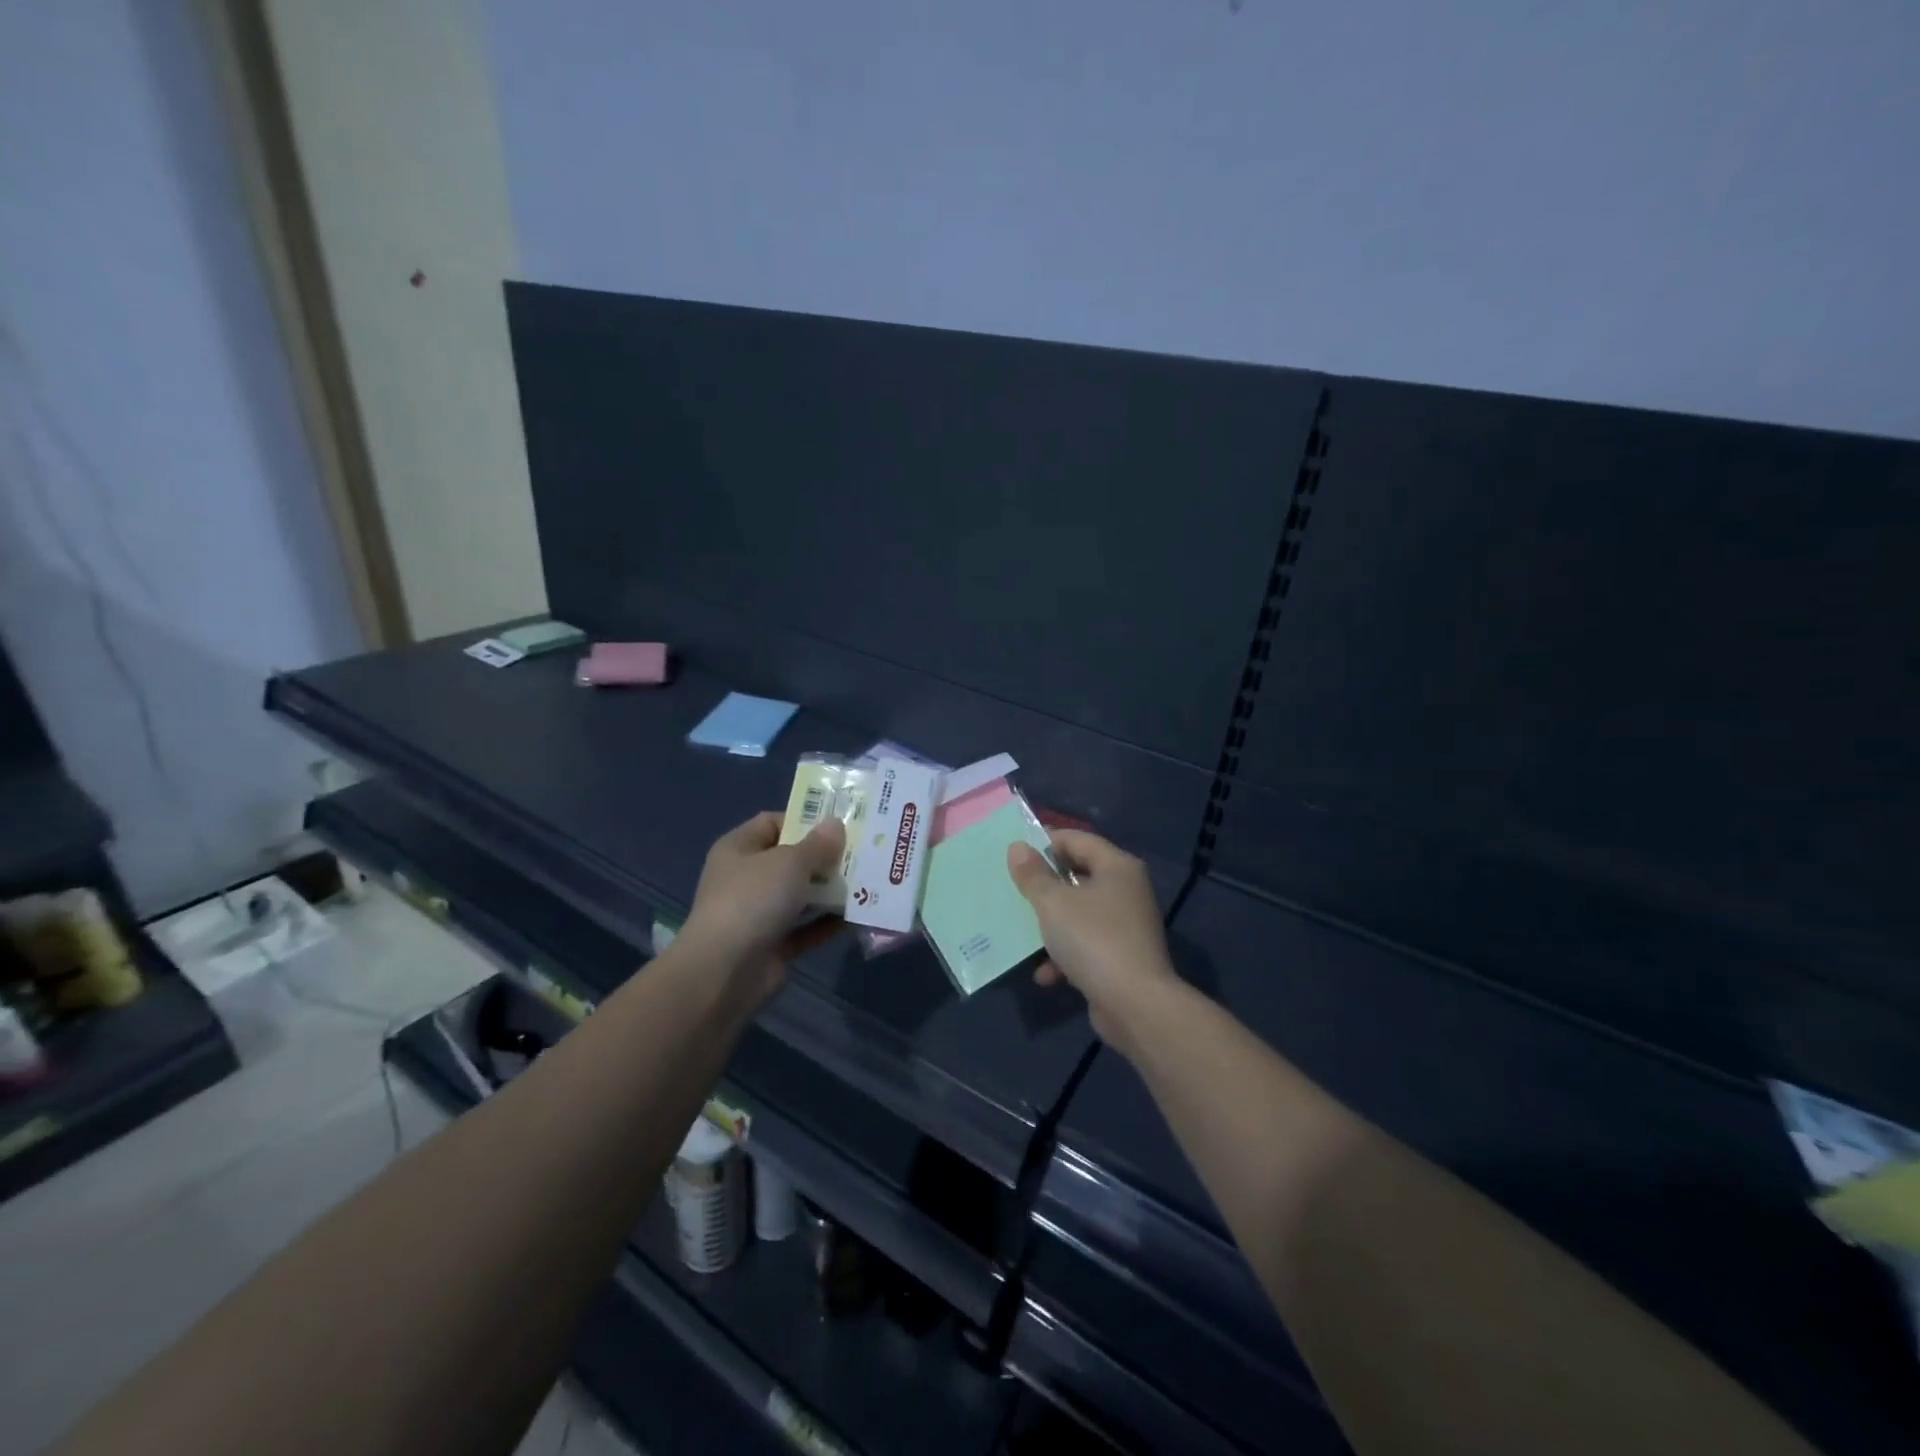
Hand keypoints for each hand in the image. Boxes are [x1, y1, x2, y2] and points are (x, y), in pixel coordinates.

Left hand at [680, 811, 845, 999]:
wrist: (725, 972)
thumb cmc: (753, 900)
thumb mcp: (790, 862)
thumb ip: (817, 844)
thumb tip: (836, 825)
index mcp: (738, 849)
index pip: (772, 823)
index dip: (804, 820)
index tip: (840, 824)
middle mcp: (745, 878)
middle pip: (791, 860)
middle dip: (825, 857)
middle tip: (863, 852)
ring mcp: (758, 914)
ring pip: (801, 895)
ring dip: (830, 891)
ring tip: (869, 881)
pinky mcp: (772, 945)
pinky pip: (806, 928)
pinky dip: (828, 923)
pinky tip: (858, 915)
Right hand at [1008, 829, 1180, 1058]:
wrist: (1135, 1005)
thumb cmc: (1092, 939)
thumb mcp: (1053, 903)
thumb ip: (1033, 874)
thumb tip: (1018, 848)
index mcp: (1117, 867)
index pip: (1078, 839)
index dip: (1046, 841)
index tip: (1015, 851)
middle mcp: (1127, 890)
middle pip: (1079, 875)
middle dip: (1045, 885)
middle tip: (1014, 888)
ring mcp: (1127, 925)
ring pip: (1080, 913)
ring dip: (1052, 924)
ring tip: (1023, 931)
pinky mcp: (1122, 957)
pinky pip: (1087, 945)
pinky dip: (1065, 955)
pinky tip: (1045, 974)